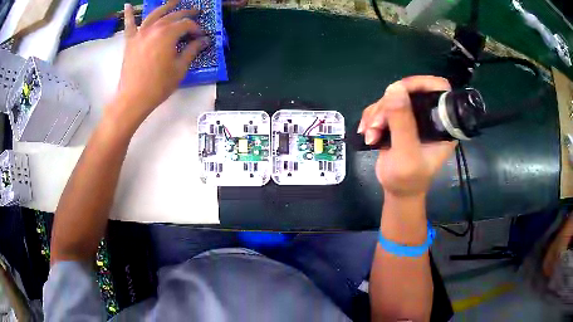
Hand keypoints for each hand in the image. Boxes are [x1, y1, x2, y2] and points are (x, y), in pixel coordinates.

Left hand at [117, 1, 209, 119]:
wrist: (133, 98)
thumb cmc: (158, 85)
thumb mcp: (180, 69)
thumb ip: (192, 50)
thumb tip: (204, 40)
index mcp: (168, 34)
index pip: (186, 25)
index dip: (196, 28)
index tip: (201, 35)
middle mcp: (154, 28)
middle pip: (173, 16)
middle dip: (186, 13)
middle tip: (196, 12)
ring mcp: (140, 33)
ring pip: (154, 14)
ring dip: (165, 6)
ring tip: (175, 1)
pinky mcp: (130, 41)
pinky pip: (129, 25)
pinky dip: (128, 15)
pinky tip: (127, 6)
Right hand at [358, 76, 456, 198]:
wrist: (397, 191)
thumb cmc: (408, 179)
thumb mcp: (406, 154)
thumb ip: (402, 123)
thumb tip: (395, 88)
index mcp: (442, 123)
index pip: (439, 88)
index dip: (421, 83)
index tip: (399, 91)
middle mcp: (429, 116)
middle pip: (409, 91)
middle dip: (388, 106)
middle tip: (376, 125)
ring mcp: (413, 118)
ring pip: (392, 98)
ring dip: (376, 115)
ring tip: (370, 136)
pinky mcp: (399, 121)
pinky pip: (382, 107)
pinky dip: (371, 118)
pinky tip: (367, 134)